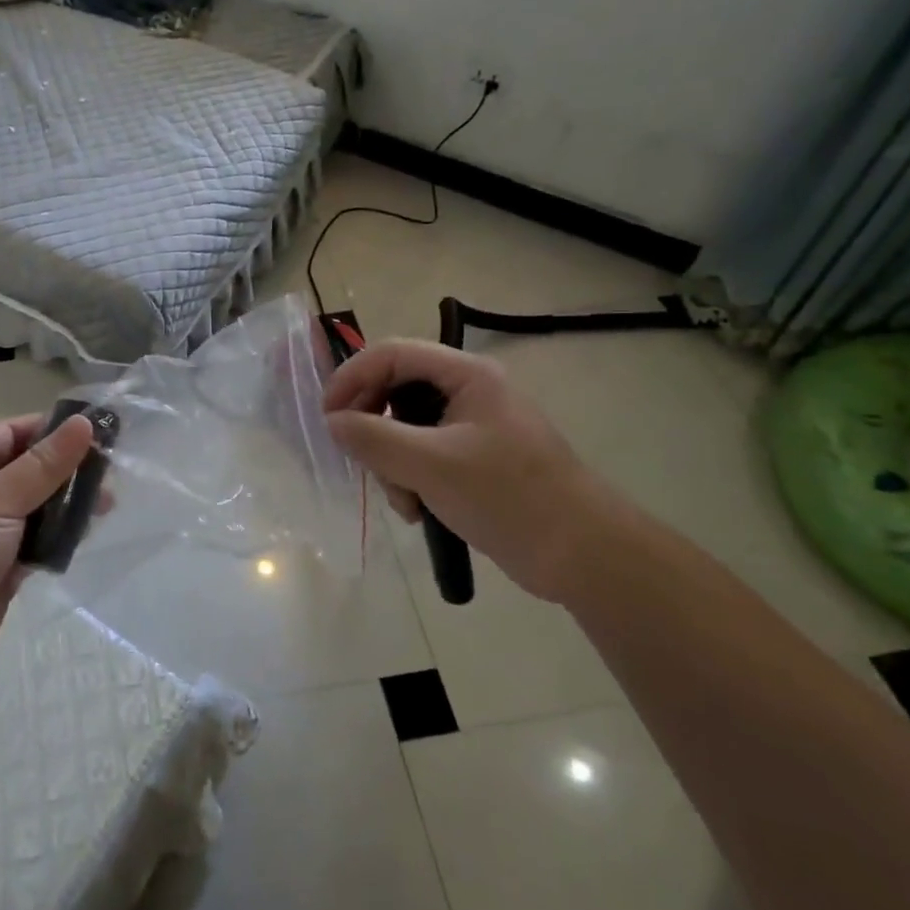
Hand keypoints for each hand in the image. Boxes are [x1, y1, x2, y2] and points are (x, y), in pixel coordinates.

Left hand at [0, 414, 93, 693]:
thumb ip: (43, 465)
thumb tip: (84, 423)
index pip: (15, 432)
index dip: (53, 428)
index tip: (100, 431)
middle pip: (32, 468)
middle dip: (69, 468)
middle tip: (113, 472)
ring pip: (40, 505)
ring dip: (70, 503)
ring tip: (108, 504)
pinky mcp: (5, 565)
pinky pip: (41, 540)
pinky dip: (62, 535)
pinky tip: (89, 533)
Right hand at [322, 339, 629, 603]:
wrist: (583, 555)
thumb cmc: (509, 497)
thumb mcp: (432, 466)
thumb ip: (374, 438)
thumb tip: (332, 423)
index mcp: (466, 375)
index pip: (392, 354)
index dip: (352, 377)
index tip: (327, 417)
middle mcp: (468, 391)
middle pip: (395, 390)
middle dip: (373, 428)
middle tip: (360, 460)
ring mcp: (472, 426)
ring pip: (404, 427)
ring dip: (391, 462)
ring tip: (403, 500)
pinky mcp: (473, 459)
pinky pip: (422, 454)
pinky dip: (410, 479)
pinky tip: (418, 511)